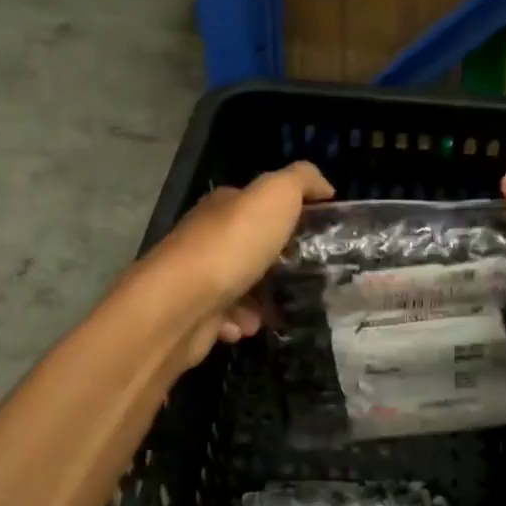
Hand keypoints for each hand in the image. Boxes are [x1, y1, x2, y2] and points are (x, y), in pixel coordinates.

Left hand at [138, 161, 333, 365]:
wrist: (181, 304)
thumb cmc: (232, 245)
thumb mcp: (276, 195)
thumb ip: (302, 181)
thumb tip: (325, 187)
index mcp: (224, 206)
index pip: (260, 203)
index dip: (290, 214)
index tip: (321, 234)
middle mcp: (207, 237)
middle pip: (252, 246)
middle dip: (280, 261)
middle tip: (311, 274)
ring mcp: (198, 277)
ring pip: (241, 285)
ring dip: (262, 298)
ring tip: (280, 306)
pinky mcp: (194, 314)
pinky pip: (227, 318)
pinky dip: (241, 322)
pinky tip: (248, 325)